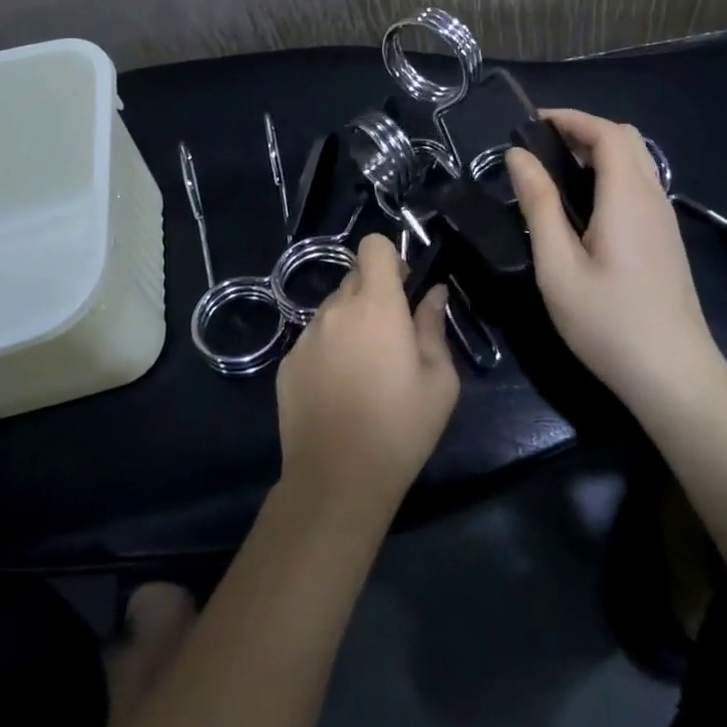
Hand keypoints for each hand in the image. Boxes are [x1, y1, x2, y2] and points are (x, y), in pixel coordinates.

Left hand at [275, 234, 460, 523]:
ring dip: (350, 322)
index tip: (403, 288)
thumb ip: (434, 327)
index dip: (390, 258)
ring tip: (364, 369)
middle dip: (374, 293)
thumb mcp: (439, 381)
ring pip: (333, 309)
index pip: (372, 246)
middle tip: (391, 336)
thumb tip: (433, 294)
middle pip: (354, 277)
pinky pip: (314, 338)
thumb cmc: (400, 429)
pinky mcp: (288, 362)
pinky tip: (339, 389)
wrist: (337, 480)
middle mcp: (336, 310)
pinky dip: (329, 349)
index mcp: (376, 306)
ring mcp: (306, 336)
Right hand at [507, 109, 726, 412]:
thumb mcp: (558, 265)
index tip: (531, 122)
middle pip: (627, 139)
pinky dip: (611, 173)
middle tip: (542, 146)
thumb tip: (518, 156)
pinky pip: (640, 184)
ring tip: (555, 171)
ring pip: (637, 161)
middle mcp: (652, 197)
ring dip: (599, 151)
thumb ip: (539, 204)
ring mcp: (664, 219)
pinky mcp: (666, 239)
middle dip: (584, 129)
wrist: (673, 376)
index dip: (570, 118)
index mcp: (627, 197)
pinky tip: (584, 205)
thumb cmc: (608, 321)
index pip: (607, 132)